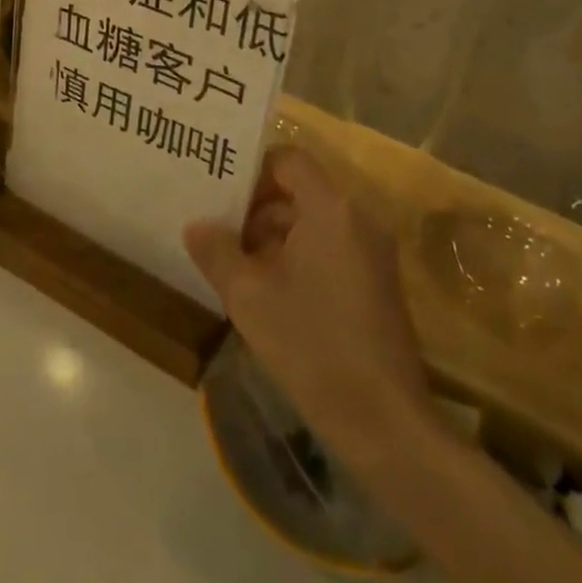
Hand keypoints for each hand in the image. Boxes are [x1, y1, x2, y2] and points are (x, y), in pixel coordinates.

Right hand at [186, 147, 428, 451]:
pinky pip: (332, 245)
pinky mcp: (378, 280)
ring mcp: (373, 249)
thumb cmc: (313, 346)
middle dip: (258, 208)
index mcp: (331, 208)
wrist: (385, 423)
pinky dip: (300, 254)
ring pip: (315, 220)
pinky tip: (270, 290)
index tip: (221, 195)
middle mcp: (358, 216)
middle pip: (301, 189)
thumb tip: (196, 225)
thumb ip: (217, 252)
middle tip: (220, 231)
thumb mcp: (249, 297)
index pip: (288, 159)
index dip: (252, 170)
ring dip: (276, 235)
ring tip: (237, 265)